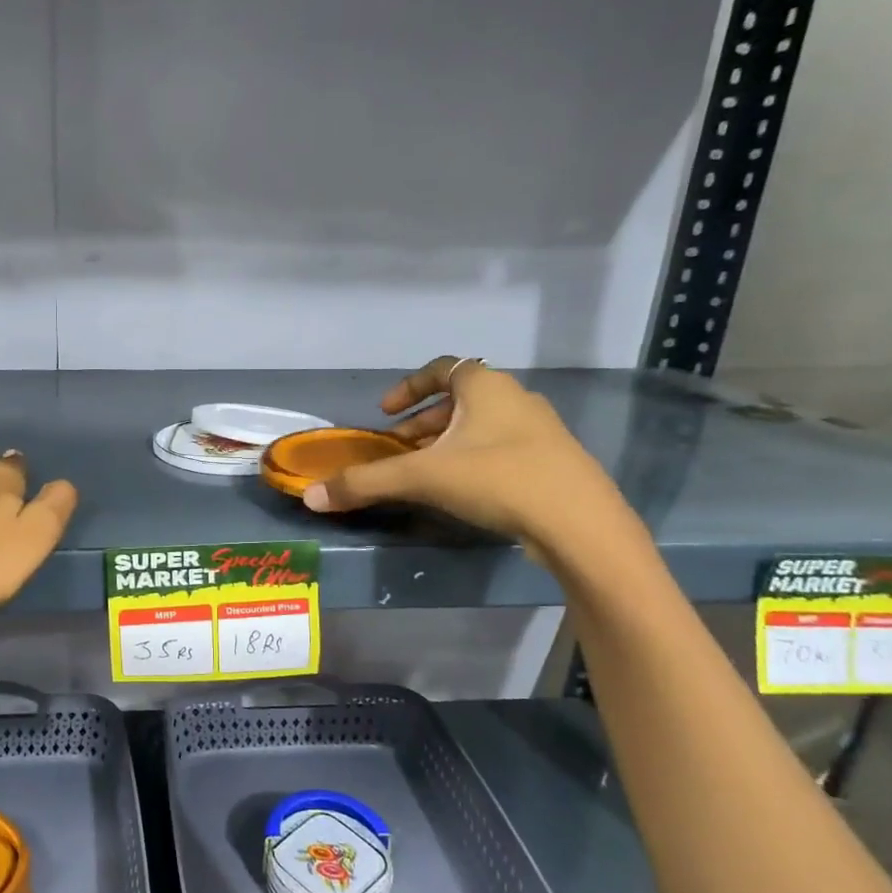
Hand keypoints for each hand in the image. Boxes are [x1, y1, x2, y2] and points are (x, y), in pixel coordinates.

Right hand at [302, 358, 629, 553]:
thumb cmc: (497, 480)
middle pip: (460, 400)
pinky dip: (474, 460)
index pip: (441, 369)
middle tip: (400, 447)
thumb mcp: (423, 478)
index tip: (384, 413)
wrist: (580, 524)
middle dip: (423, 422)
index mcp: (485, 387)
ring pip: (482, 426)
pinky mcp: (553, 462)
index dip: (408, 388)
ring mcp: (540, 431)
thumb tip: (311, 496)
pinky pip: (502, 448)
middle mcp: (515, 399)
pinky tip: (465, 492)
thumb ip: (365, 484)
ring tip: (426, 471)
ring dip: (448, 442)